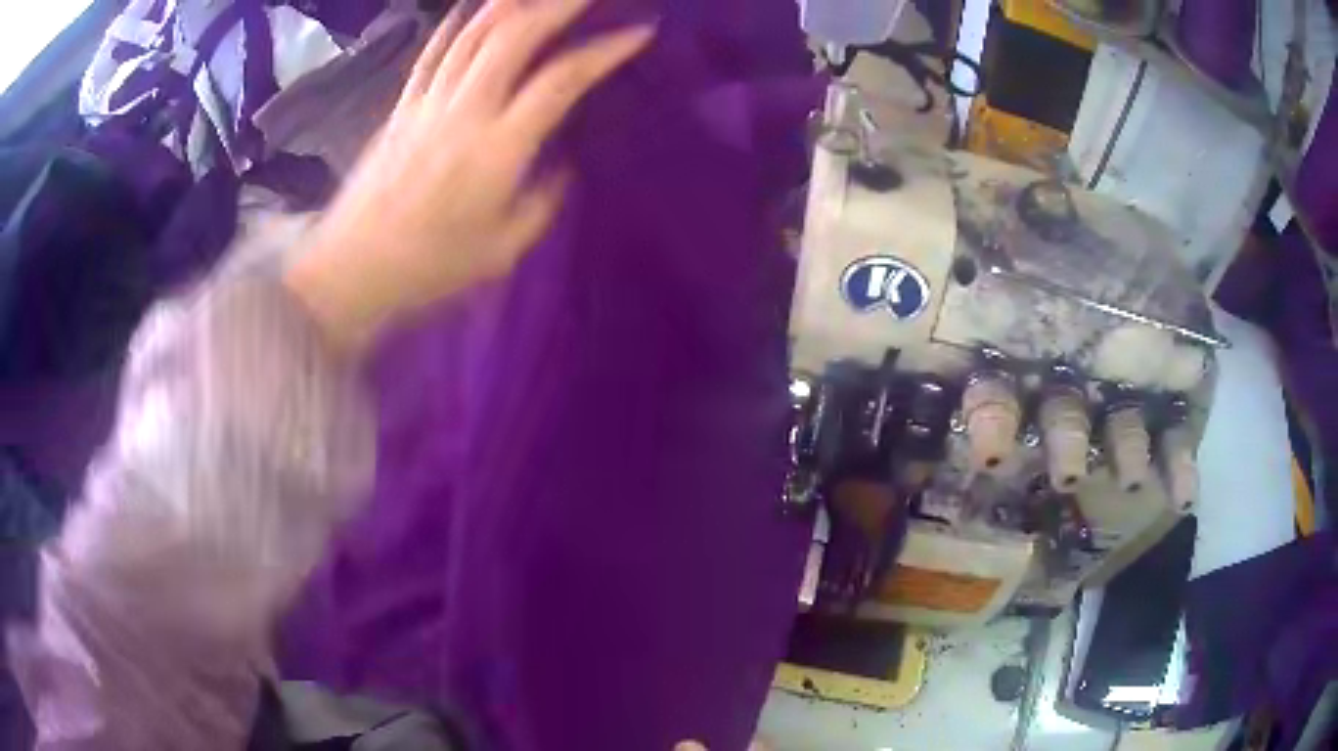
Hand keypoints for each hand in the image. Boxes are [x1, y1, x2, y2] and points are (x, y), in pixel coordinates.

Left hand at [286, 0, 654, 352]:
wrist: (352, 268)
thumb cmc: (429, 267)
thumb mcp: (503, 250)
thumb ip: (541, 201)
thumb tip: (560, 166)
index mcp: (498, 148)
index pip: (561, 80)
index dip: (604, 51)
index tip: (639, 33)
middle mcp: (465, 111)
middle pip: (515, 37)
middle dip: (559, 5)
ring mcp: (428, 102)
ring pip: (474, 34)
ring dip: (511, 3)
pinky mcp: (402, 106)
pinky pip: (433, 52)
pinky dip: (457, 24)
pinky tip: (475, 7)